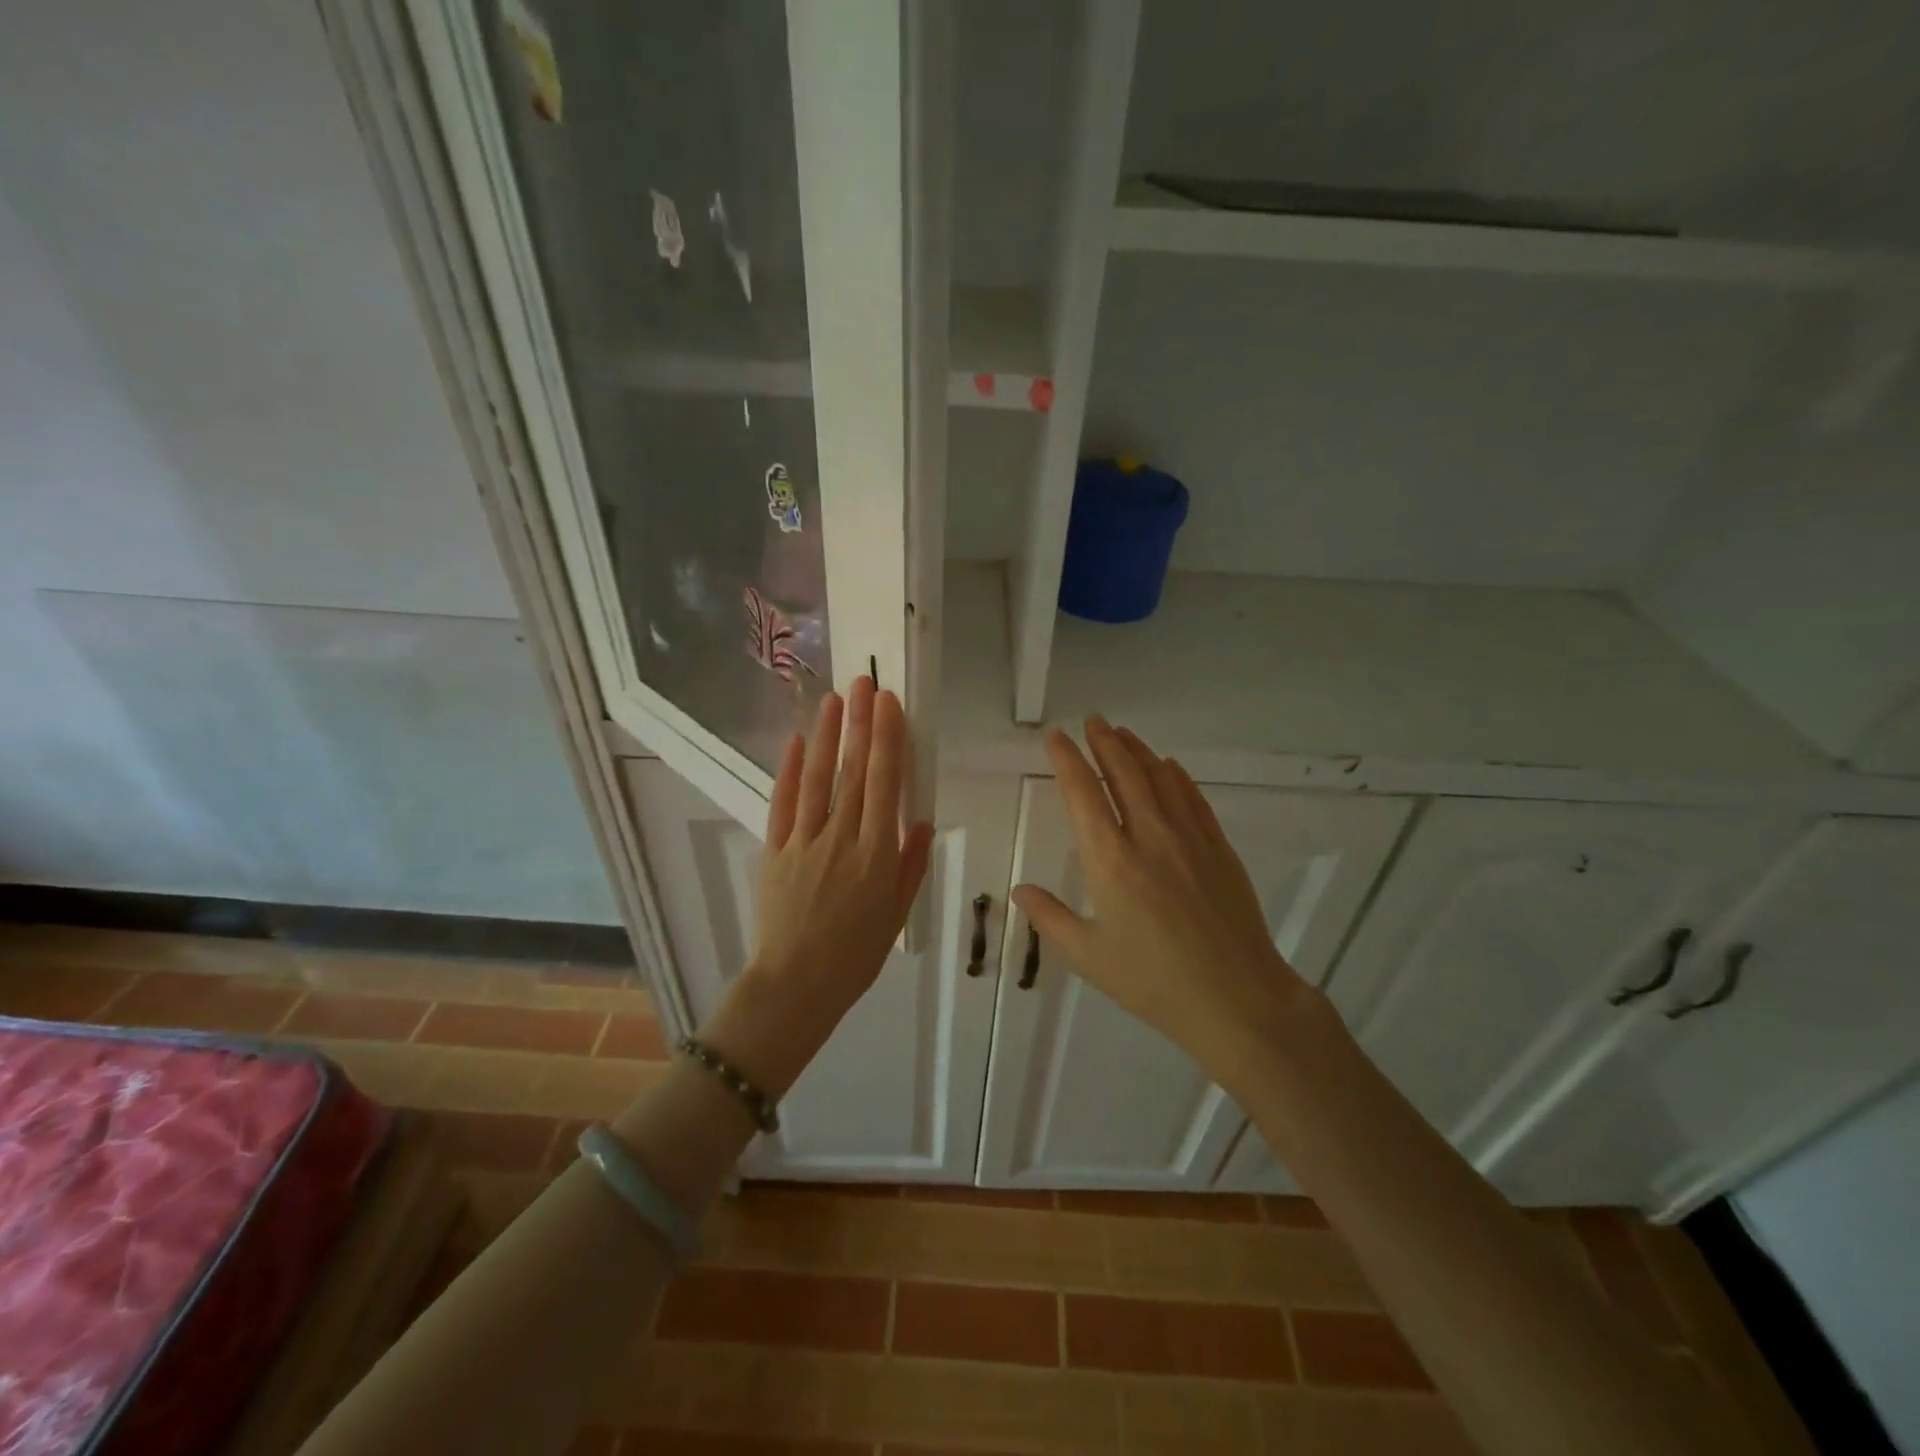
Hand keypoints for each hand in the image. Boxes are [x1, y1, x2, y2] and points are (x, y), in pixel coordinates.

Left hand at [700, 678, 934, 1097]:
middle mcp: (842, 838)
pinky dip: (790, 772)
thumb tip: (921, 821)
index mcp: (877, 854)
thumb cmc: (855, 956)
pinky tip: (797, 742)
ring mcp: (805, 842)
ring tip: (834, 699)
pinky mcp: (775, 850)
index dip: (888, 739)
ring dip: (827, 735)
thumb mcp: (896, 915)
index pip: (885, 784)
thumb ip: (910, 865)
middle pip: (854, 771)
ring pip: (818, 778)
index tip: (889, 704)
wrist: (796, 986)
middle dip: (860, 723)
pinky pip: (784, 804)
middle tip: (863, 682)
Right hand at [1010, 718, 1315, 1093]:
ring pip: (1160, 778)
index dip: (1067, 760)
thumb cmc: (1153, 980)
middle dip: (1104, 742)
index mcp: (1110, 860)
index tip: (1056, 737)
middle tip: (1092, 721)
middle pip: (1124, 773)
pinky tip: (1169, 767)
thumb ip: (1050, 918)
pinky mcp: (1218, 848)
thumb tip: (1020, 889)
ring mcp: (1189, 838)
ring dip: (1138, 751)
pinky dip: (1176, 776)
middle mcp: (1149, 836)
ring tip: (1123, 733)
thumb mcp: (1088, 956)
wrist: (1235, 998)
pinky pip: (1193, 798)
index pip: (1082, 794)